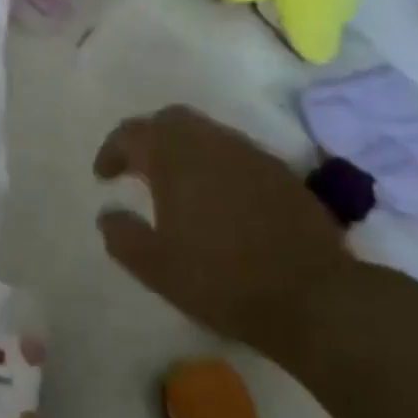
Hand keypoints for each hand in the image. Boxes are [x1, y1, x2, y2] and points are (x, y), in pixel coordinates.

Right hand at [94, 105, 347, 347]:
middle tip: (136, 168)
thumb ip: (123, 236)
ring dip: (183, 148)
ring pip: (206, 132)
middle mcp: (212, 144)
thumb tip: (108, 213)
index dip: (112, 151)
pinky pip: (235, 152)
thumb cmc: (222, 281)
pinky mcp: (280, 173)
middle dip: (148, 138)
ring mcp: (251, 155)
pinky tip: (217, 196)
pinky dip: (214, 162)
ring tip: (174, 183)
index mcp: (176, 160)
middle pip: (171, 120)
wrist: (313, 297)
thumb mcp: (156, 268)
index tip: (104, 177)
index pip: (133, 134)